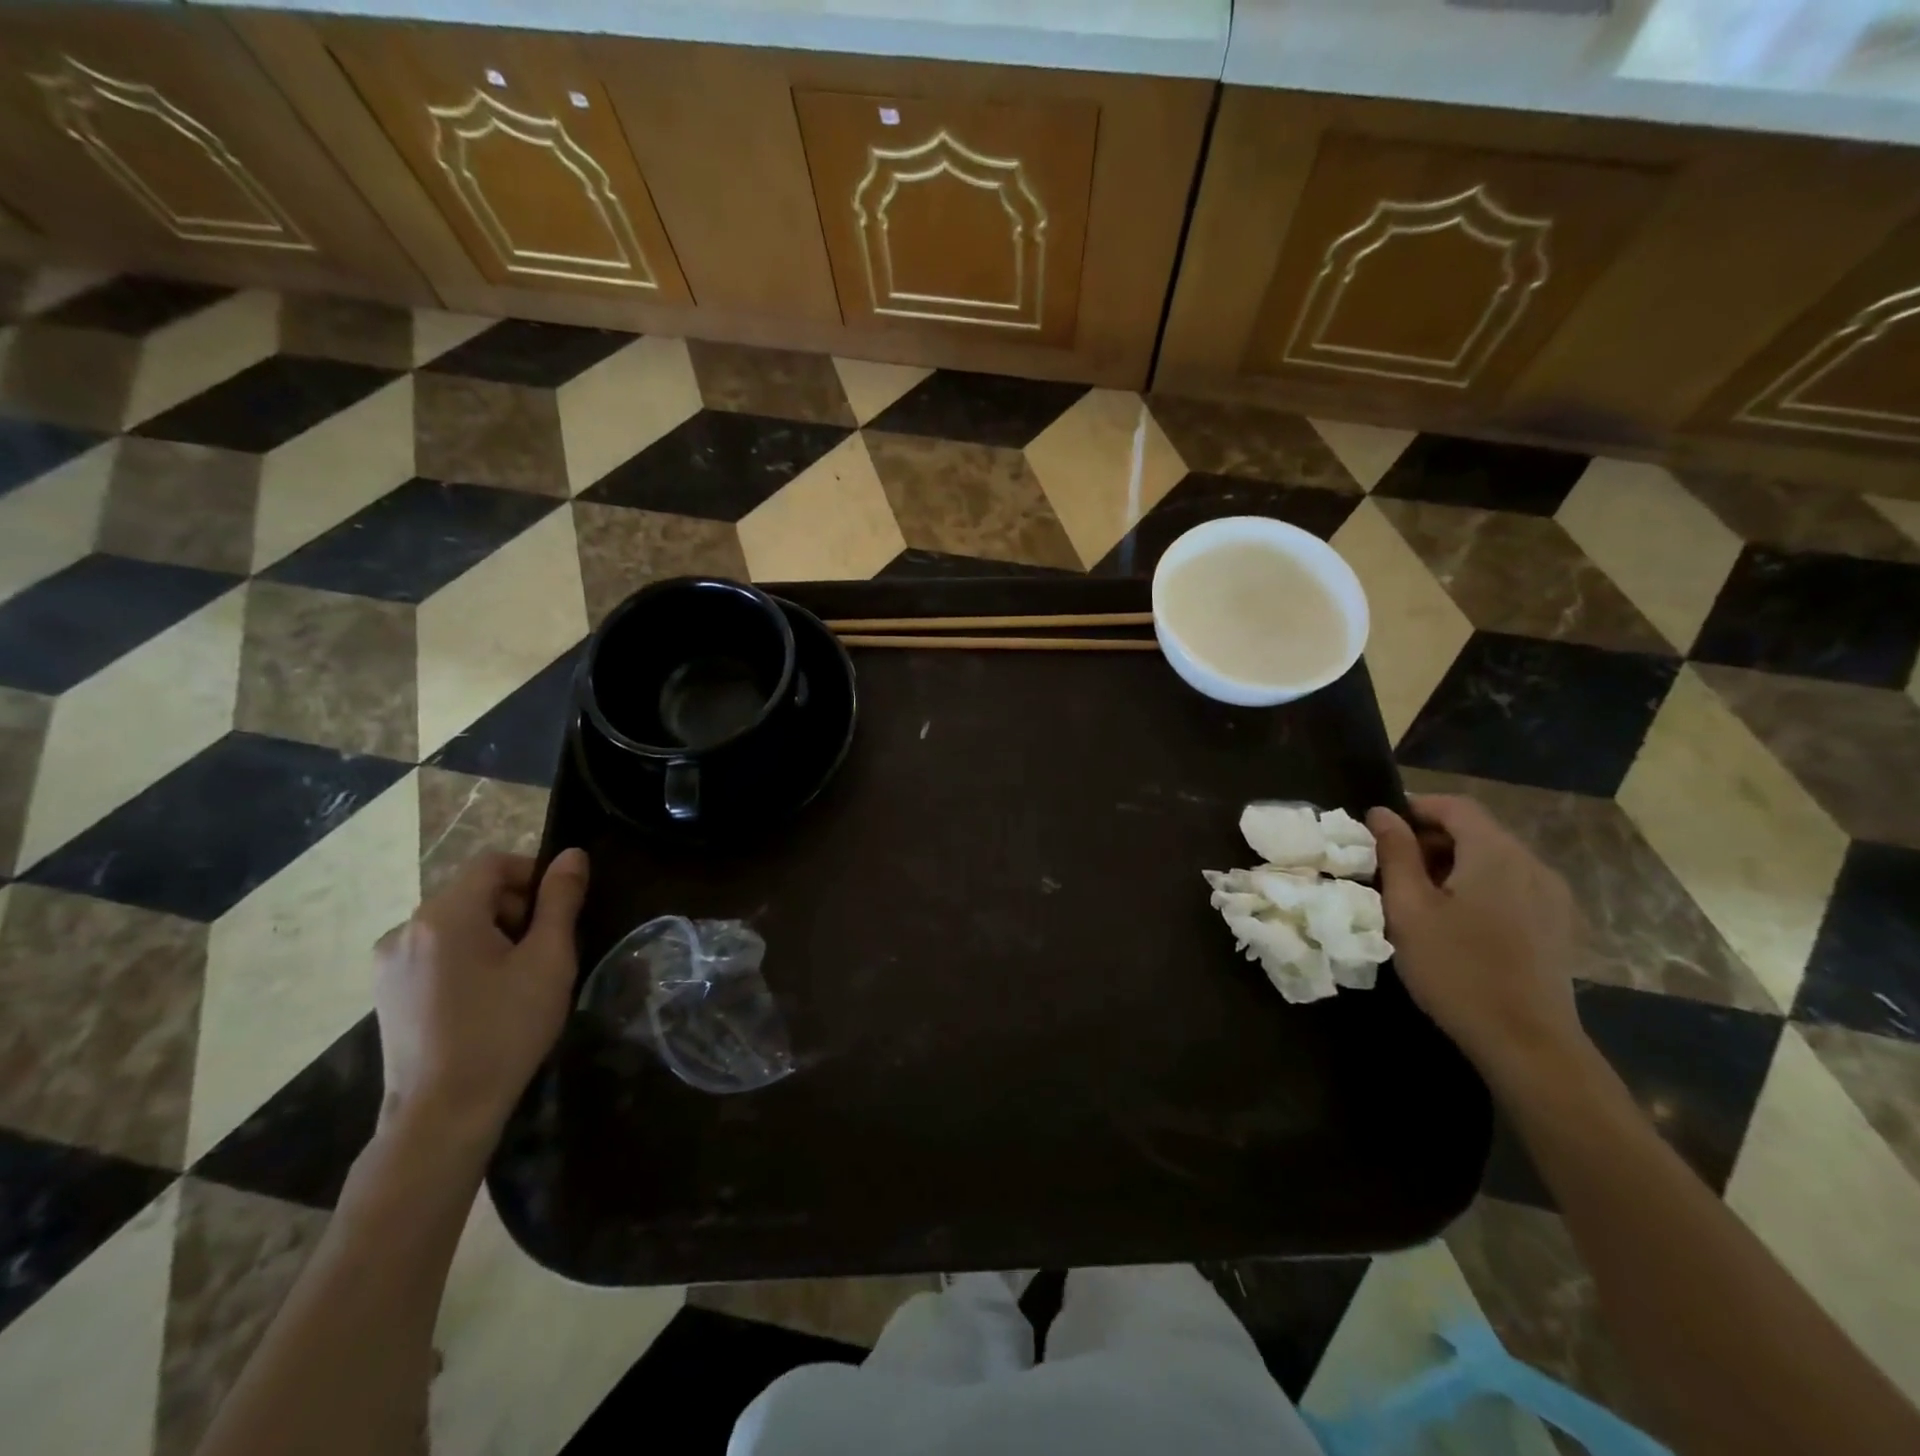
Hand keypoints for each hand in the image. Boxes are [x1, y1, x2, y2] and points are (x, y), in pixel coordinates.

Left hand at [373, 849, 588, 1140]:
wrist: (442, 1115)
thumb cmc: (504, 1030)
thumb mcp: (548, 960)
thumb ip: (561, 901)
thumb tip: (572, 855)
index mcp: (444, 915)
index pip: (493, 863)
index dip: (533, 874)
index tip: (559, 910)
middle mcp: (406, 929)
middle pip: (472, 892)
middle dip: (515, 908)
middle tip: (544, 950)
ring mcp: (388, 964)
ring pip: (453, 923)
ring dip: (491, 934)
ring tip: (517, 978)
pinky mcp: (386, 993)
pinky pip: (434, 952)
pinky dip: (465, 958)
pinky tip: (483, 998)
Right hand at [1368, 796, 1584, 1081]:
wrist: (1527, 1042)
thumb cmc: (1456, 969)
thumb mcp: (1409, 908)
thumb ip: (1395, 854)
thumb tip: (1382, 814)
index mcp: (1496, 853)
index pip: (1455, 805)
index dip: (1415, 807)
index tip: (1380, 829)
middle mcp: (1532, 864)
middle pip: (1477, 830)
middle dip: (1431, 838)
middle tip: (1391, 866)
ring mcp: (1551, 895)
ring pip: (1494, 859)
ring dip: (1454, 863)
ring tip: (1420, 895)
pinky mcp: (1557, 924)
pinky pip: (1512, 884)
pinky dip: (1479, 885)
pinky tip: (1458, 920)